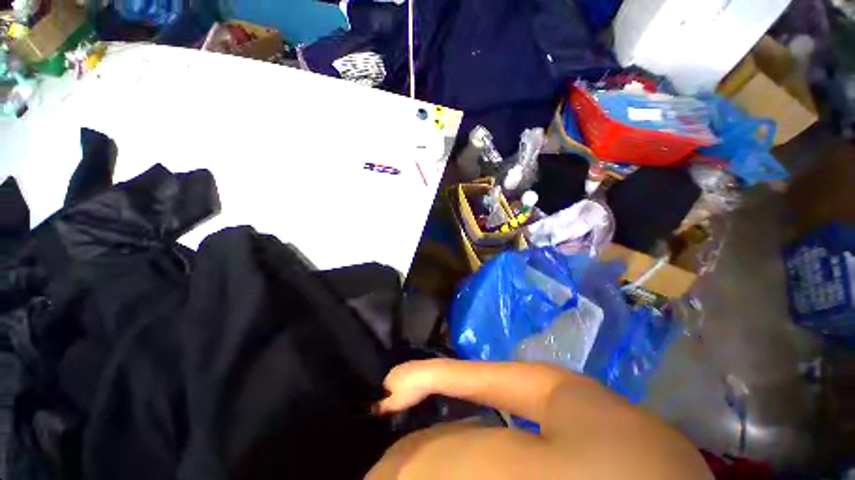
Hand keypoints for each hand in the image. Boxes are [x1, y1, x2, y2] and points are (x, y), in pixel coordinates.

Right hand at [376, 360, 442, 413]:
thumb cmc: (411, 390)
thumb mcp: (395, 403)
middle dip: (397, 392)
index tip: (393, 408)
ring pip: (404, 378)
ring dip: (406, 387)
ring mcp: (408, 364)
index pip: (383, 389)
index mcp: (388, 376)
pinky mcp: (419, 363)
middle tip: (404, 403)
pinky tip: (420, 388)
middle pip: (394, 382)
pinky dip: (415, 381)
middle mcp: (396, 368)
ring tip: (413, 397)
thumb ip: (383, 407)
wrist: (431, 374)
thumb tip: (373, 409)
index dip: (387, 400)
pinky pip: (413, 375)